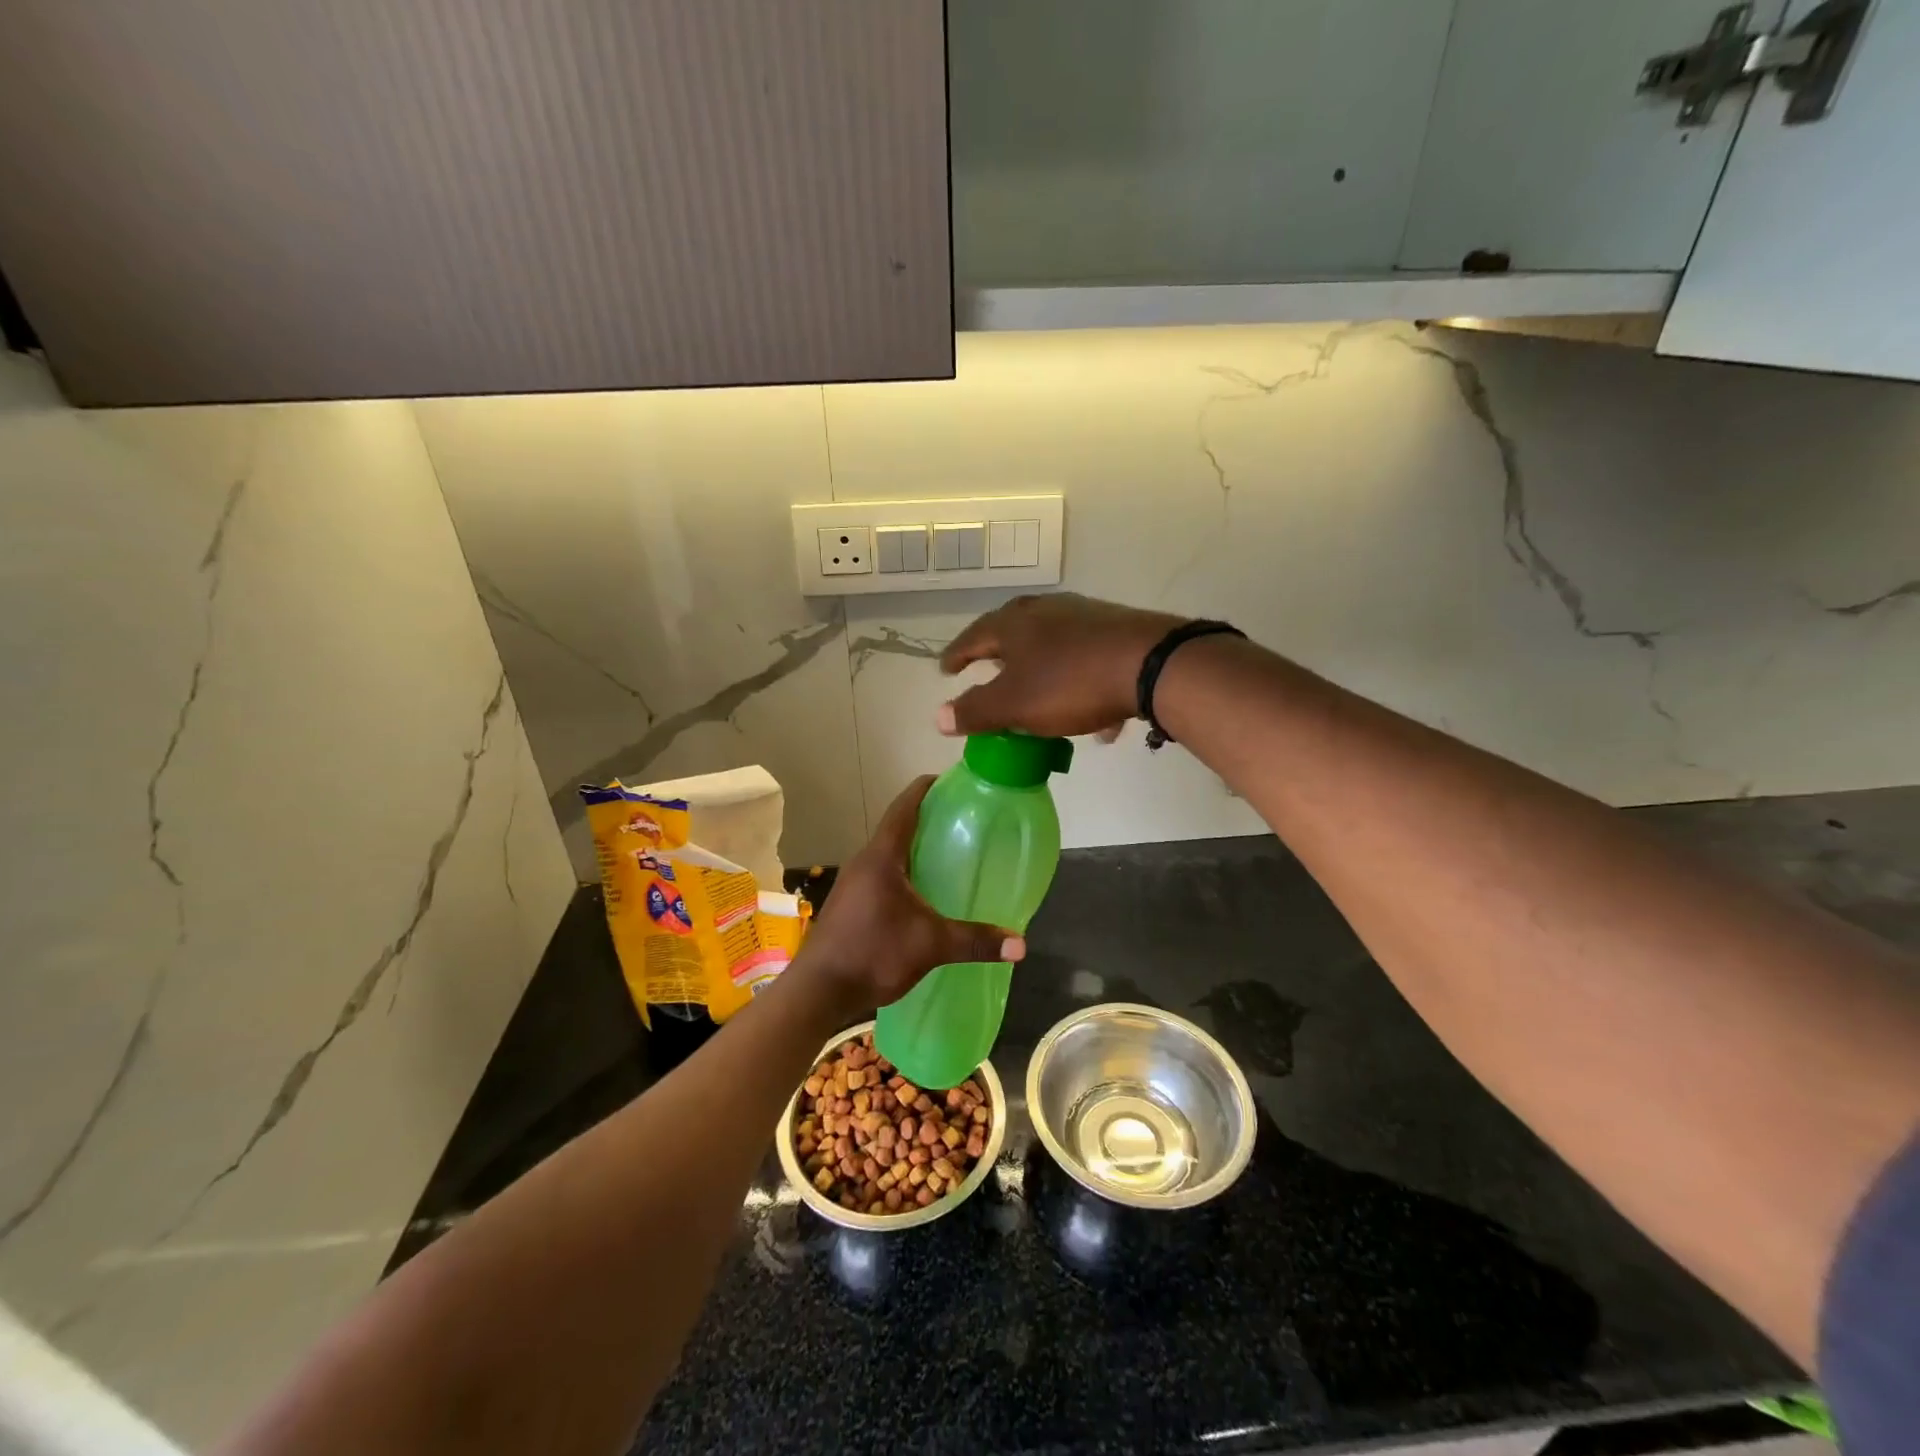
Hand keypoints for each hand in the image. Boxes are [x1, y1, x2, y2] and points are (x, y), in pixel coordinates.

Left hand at [798, 777, 1023, 1013]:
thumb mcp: (930, 945)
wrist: (818, 992)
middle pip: (899, 826)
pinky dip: (906, 871)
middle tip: (965, 819)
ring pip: (890, 852)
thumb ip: (975, 941)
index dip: (928, 788)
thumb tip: (1021, 946)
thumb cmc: (873, 954)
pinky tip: (925, 892)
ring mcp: (854, 882)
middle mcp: (865, 861)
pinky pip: (883, 873)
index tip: (954, 781)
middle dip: (930, 818)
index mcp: (882, 856)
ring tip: (951, 852)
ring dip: (916, 847)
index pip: (905, 806)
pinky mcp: (851, 902)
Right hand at [937, 593, 1182, 738]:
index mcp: (1014, 624)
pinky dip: (1079, 682)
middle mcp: (1046, 610)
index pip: (973, 637)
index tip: (945, 671)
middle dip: (999, 655)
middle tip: (988, 672)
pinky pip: (1086, 658)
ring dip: (1040, 669)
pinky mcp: (1116, 629)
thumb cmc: (1069, 683)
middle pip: (1012, 631)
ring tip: (1038, 694)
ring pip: (1052, 643)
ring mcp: (1084, 616)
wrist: (1149, 664)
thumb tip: (938, 717)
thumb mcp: (1014, 705)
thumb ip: (975, 711)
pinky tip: (1092, 714)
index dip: (957, 655)